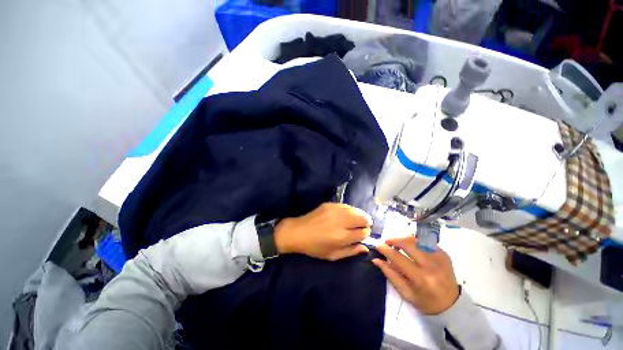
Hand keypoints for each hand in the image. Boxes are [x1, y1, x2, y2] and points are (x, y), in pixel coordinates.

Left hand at [274, 203, 371, 260]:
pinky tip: (346, 215)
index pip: (363, 232)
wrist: (298, 231)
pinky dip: (349, 210)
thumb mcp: (333, 255)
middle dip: (366, 222)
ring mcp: (335, 210)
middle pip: (362, 218)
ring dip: (359, 215)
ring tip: (355, 220)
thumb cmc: (315, 247)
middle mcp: (340, 221)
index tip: (363, 235)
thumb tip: (365, 248)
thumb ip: (351, 252)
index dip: (366, 234)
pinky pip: (346, 205)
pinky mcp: (329, 204)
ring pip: (355, 209)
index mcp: (341, 237)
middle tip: (361, 227)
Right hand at [372, 235, 458, 314]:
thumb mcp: (405, 293)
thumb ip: (390, 274)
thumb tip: (376, 260)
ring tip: (399, 244)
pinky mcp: (444, 254)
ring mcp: (439, 258)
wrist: (452, 305)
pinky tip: (412, 247)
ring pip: (417, 240)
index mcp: (420, 279)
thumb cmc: (426, 302)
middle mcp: (431, 266)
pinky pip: (426, 242)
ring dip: (404, 239)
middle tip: (388, 242)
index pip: (398, 258)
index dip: (385, 250)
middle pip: (408, 243)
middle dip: (394, 240)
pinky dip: (415, 241)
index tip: (378, 246)